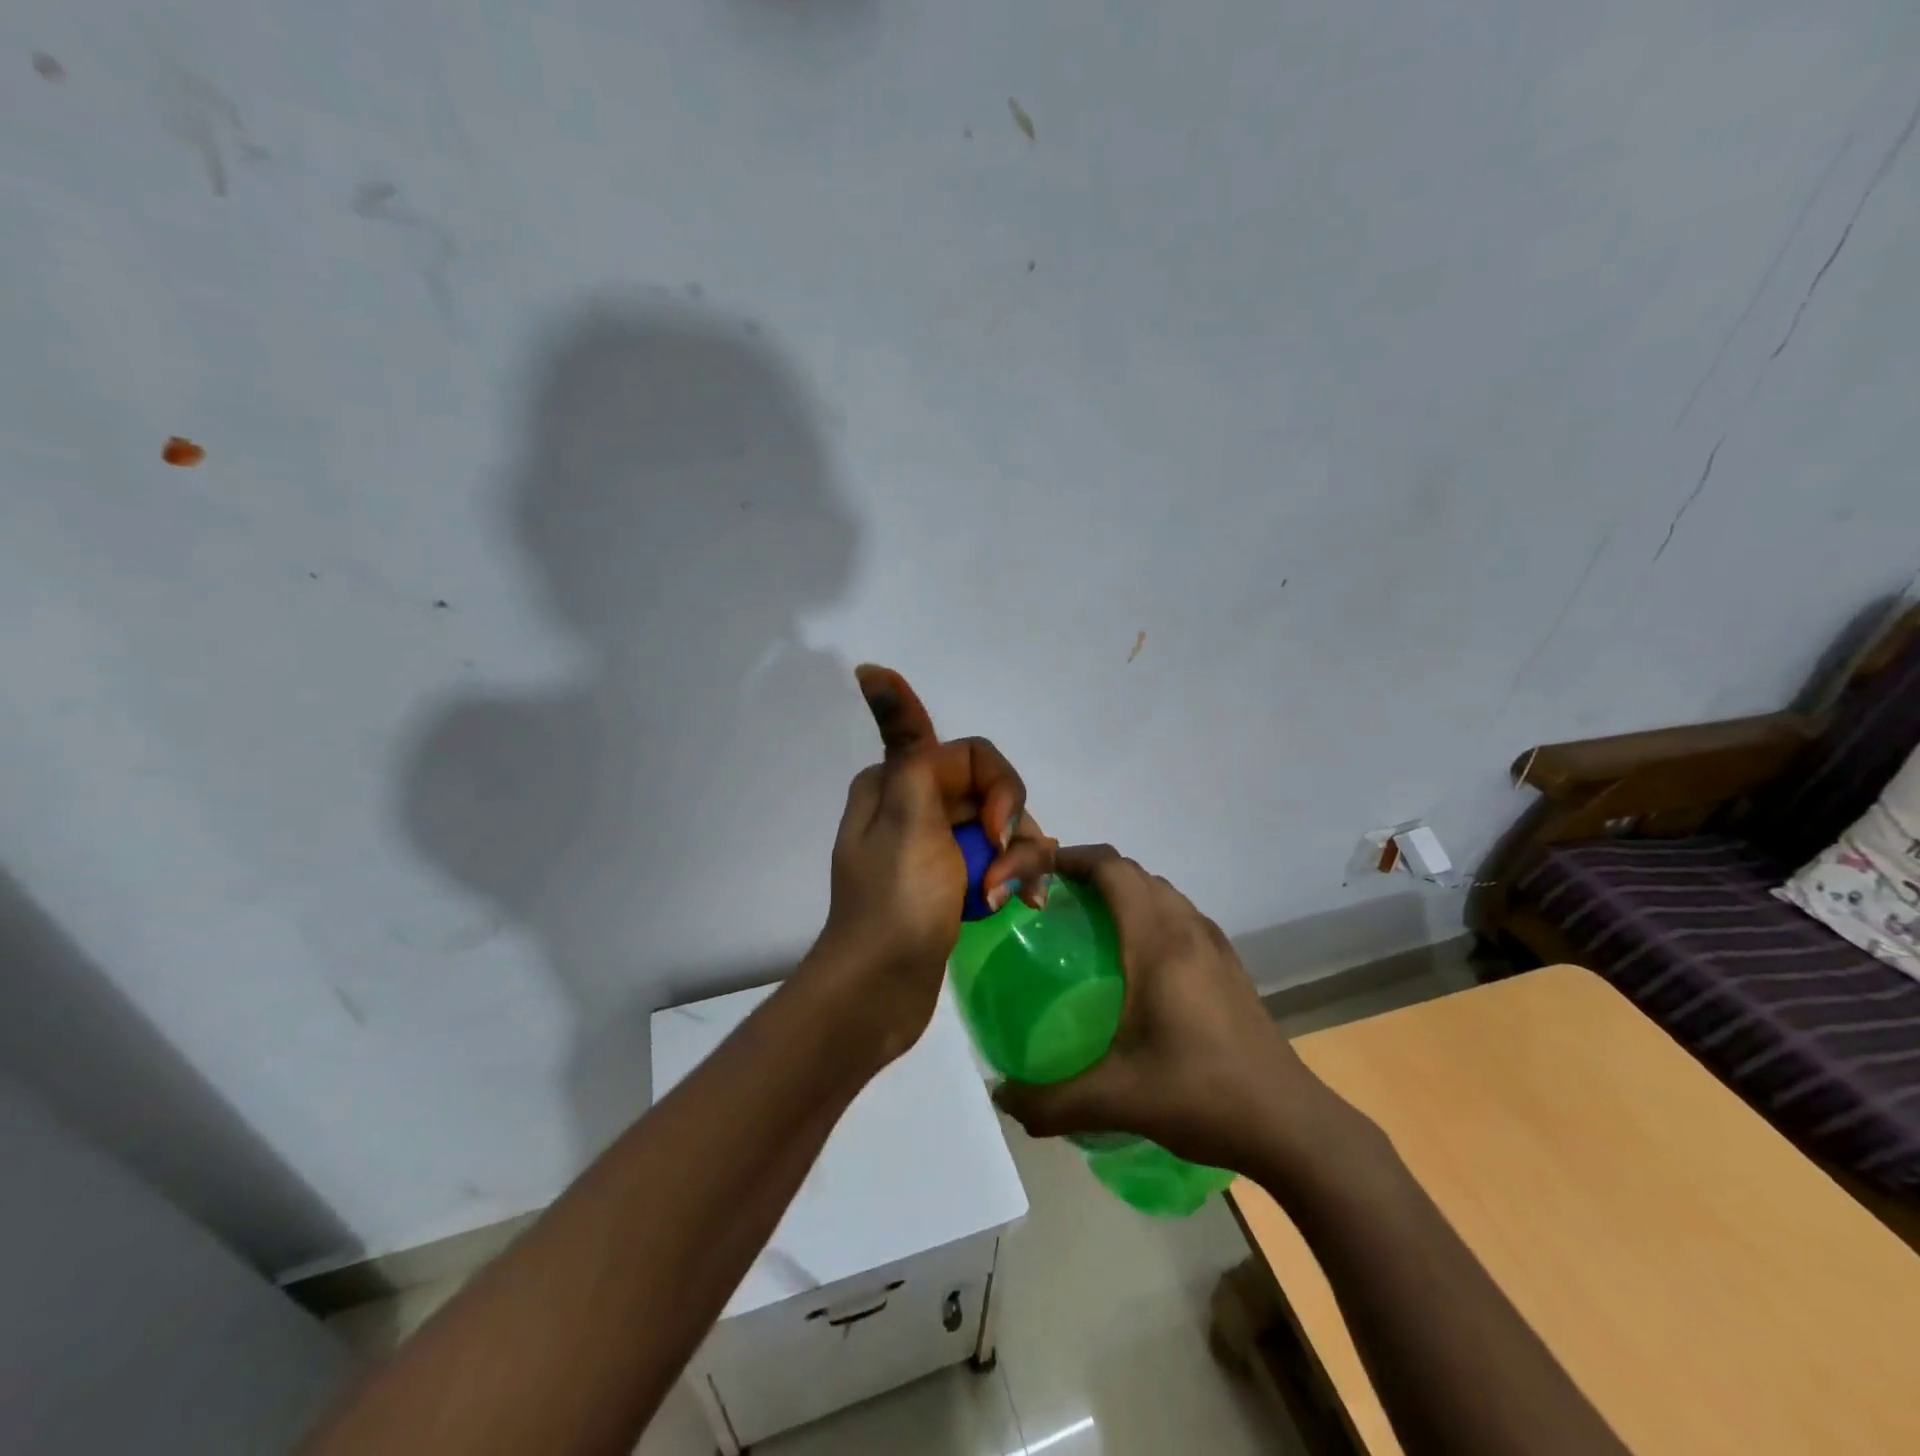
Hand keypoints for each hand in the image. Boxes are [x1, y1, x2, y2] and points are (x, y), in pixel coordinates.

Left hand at [806, 665, 1049, 1061]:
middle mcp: (916, 805)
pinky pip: (997, 862)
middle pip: (993, 793)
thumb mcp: (906, 820)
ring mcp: (937, 845)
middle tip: (1000, 875)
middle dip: (1011, 831)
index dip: (999, 785)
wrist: (880, 989)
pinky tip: (1021, 905)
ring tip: (1004, 900)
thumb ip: (913, 750)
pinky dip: (1013, 879)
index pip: (971, 755)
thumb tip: (871, 670)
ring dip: (1015, 862)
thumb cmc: (897, 903)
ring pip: (1002, 830)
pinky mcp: (953, 880)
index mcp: (898, 782)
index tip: (997, 829)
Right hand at [993, 845, 1331, 1173]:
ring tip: (1088, 927)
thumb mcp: (1116, 1100)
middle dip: (1091, 873)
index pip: (1112, 868)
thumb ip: (1050, 1101)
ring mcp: (1216, 946)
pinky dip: (1150, 916)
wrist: (1292, 1125)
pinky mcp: (1230, 968)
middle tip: (1052, 903)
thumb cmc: (1201, 1095)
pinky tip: (1136, 966)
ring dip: (1124, 892)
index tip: (1035, 873)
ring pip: (1162, 893)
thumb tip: (1002, 1097)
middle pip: (1135, 873)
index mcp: (1159, 941)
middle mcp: (1189, 929)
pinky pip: (1180, 917)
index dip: (1071, 858)